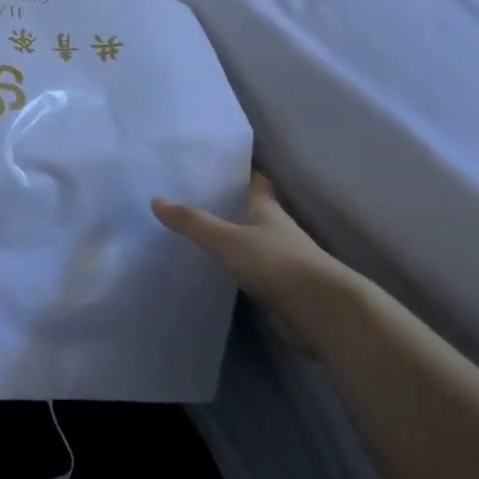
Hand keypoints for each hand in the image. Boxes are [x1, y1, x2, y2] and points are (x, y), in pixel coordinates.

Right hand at [152, 172, 343, 309]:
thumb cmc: (275, 263)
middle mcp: (281, 233)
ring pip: (260, 244)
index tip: (229, 167)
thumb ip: (192, 222)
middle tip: (208, 201)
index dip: (247, 175)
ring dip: (241, 240)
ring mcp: (287, 263)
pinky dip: (244, 270)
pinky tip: (225, 274)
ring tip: (210, 237)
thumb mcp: (226, 239)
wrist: (323, 311)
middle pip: (260, 214)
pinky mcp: (287, 291)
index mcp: (269, 212)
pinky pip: (259, 273)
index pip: (258, 186)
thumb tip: (156, 200)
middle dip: (239, 207)